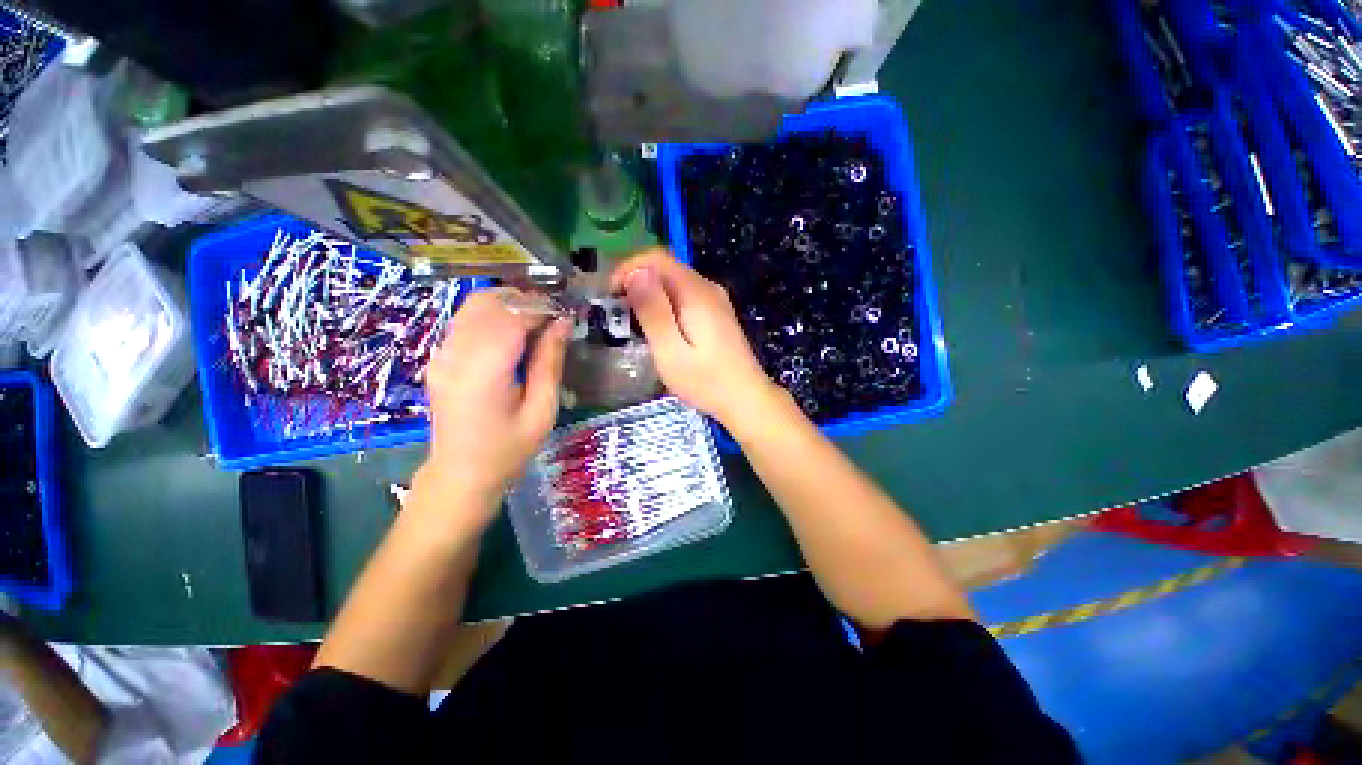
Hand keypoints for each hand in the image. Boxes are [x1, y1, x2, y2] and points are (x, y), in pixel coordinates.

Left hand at [419, 290, 570, 518]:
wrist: (461, 474)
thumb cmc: (508, 450)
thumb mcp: (541, 410)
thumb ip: (550, 362)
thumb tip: (563, 322)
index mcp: (483, 372)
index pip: (511, 317)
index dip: (541, 308)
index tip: (565, 314)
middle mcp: (455, 355)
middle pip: (488, 301)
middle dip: (525, 300)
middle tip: (553, 316)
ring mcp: (441, 354)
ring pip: (474, 305)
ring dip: (508, 304)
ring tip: (537, 321)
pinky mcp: (439, 358)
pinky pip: (466, 319)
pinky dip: (493, 315)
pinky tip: (514, 333)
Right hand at [611, 249, 781, 429]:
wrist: (745, 399)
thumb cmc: (706, 381)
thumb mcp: (671, 351)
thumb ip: (653, 311)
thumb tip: (636, 272)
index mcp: (696, 292)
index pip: (657, 258)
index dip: (628, 268)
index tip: (611, 295)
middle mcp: (707, 288)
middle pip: (665, 268)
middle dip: (636, 282)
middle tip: (618, 314)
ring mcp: (714, 299)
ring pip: (674, 282)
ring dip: (649, 294)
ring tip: (633, 323)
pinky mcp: (716, 313)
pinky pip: (684, 296)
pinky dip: (664, 304)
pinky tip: (659, 328)